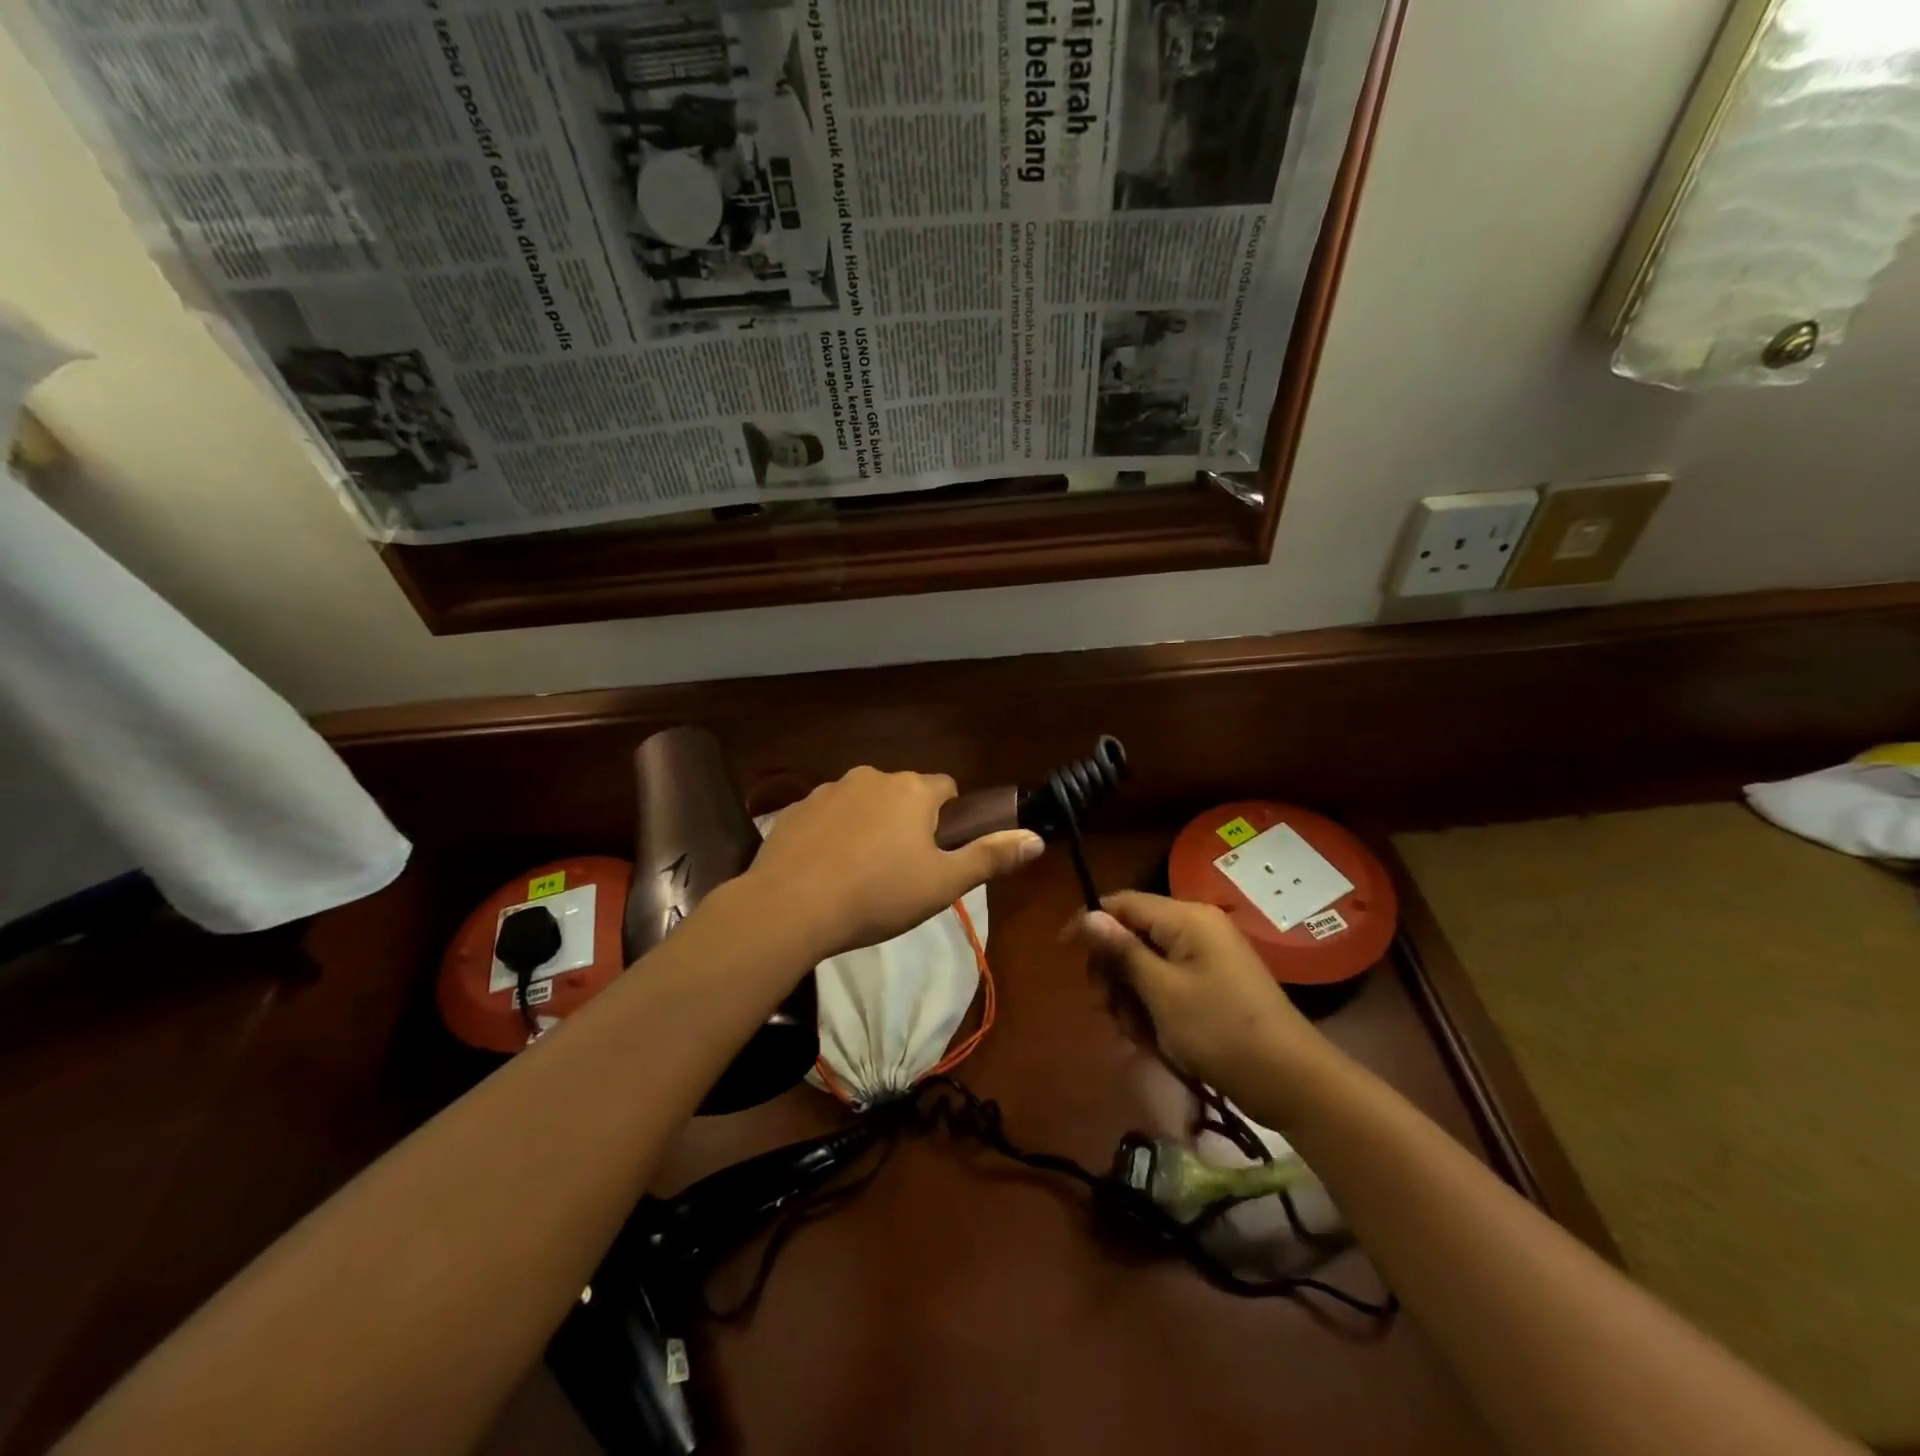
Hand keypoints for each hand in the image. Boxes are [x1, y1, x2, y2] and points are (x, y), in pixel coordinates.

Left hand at [747, 767, 1043, 959]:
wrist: (791, 906)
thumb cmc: (878, 894)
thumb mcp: (944, 883)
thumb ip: (991, 857)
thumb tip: (1036, 839)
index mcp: (913, 790)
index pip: (947, 789)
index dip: (949, 819)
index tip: (939, 853)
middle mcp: (873, 776)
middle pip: (904, 793)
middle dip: (908, 822)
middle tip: (902, 870)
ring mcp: (830, 789)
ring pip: (864, 802)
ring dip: (870, 825)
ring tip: (861, 873)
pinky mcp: (796, 807)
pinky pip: (829, 814)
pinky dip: (834, 833)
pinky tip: (826, 869)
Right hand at [1070, 892, 1326, 1104]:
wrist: (1292, 1082)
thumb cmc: (1221, 1031)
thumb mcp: (1162, 992)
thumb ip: (1123, 951)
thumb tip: (1087, 914)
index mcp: (1187, 919)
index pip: (1123, 902)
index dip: (1091, 924)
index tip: (1064, 954)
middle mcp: (1197, 927)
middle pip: (1133, 934)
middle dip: (1113, 971)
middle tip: (1108, 1009)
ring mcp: (1207, 956)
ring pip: (1146, 963)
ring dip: (1131, 996)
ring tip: (1135, 1033)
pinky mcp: (1213, 982)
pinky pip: (1168, 982)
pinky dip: (1154, 1007)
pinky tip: (1153, 1039)